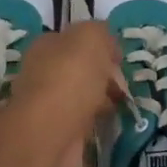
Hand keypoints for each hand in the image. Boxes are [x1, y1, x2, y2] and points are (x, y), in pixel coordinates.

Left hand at [1, 22, 124, 166]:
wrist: (50, 133)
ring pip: (82, 95)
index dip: (101, 47)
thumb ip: (100, 33)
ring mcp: (48, 104)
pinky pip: (83, 121)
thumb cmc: (70, 78)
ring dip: (102, 99)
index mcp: (46, 46)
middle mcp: (43, 72)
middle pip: (80, 69)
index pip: (75, 40)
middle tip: (123, 85)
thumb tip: (107, 45)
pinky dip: (97, 121)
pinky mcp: (57, 132)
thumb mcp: (91, 38)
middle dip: (104, 75)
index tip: (120, 60)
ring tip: (122, 104)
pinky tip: (110, 123)